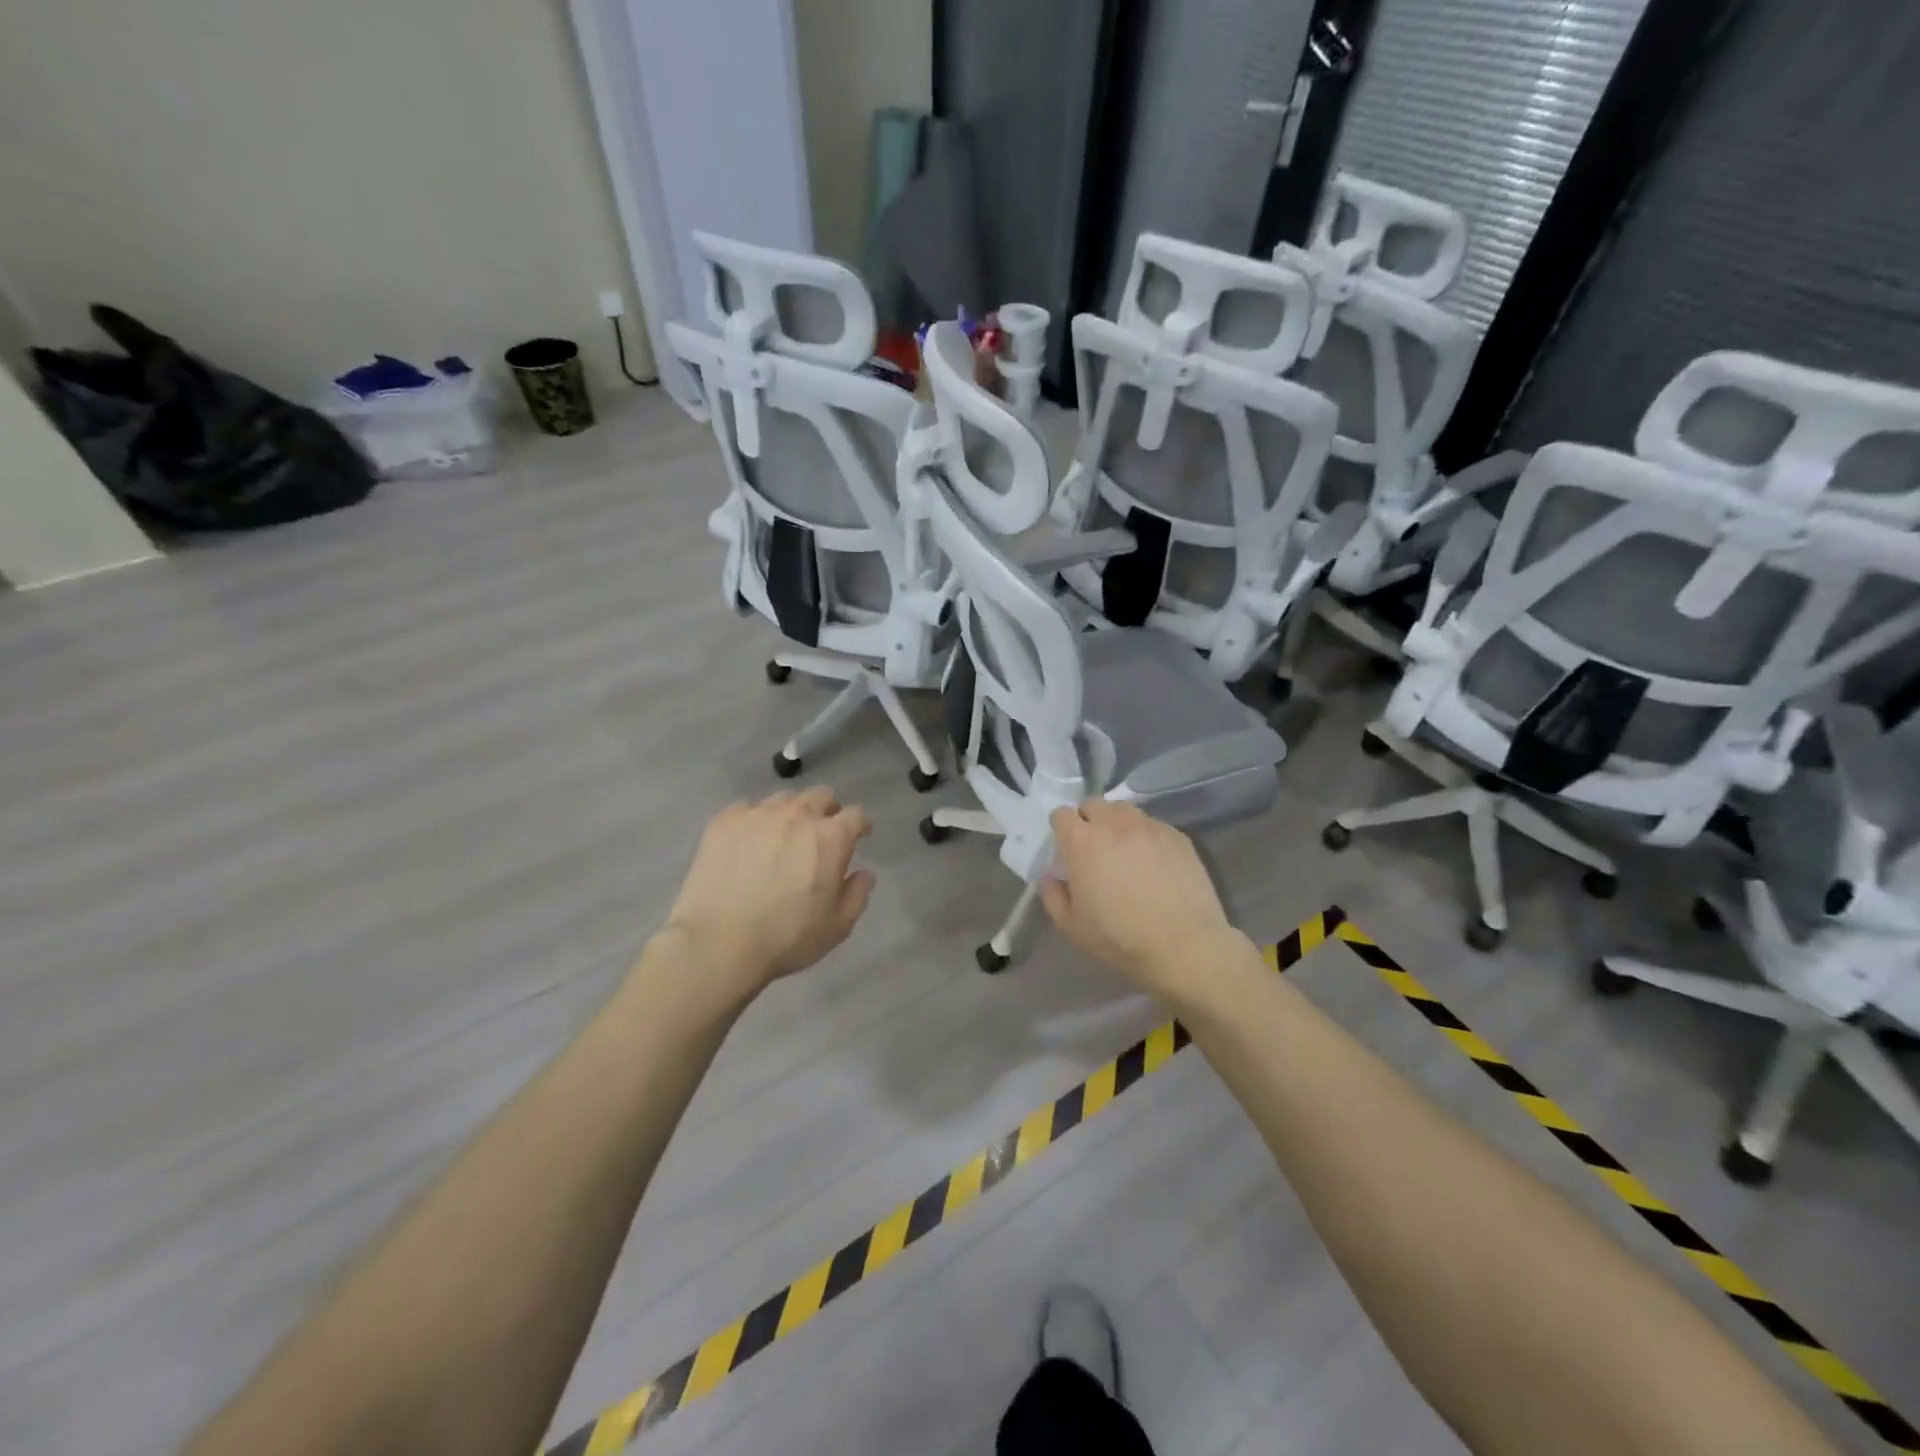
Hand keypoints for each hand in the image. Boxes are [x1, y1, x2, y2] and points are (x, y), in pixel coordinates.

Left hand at [660, 787, 874, 1007]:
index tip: (859, 836)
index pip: (855, 815)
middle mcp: (798, 814)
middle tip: (821, 833)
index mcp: (831, 837)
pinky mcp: (725, 821)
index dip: (860, 825)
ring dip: (791, 812)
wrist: (718, 943)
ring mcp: (759, 814)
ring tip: (782, 835)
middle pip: (821, 795)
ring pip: (784, 798)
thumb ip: (857, 894)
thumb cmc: (786, 938)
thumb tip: (863, 873)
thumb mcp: (837, 926)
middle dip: (827, 810)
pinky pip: (747, 808)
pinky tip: (748, 841)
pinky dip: (755, 819)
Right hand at [1039, 801, 1245, 1001]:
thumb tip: (1050, 877)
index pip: (1062, 814)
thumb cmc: (1120, 939)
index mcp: (1083, 842)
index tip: (1065, 846)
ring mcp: (1149, 827)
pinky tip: (1153, 862)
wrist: (1184, 946)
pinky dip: (1145, 836)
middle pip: (1093, 804)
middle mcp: (1114, 824)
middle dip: (1088, 820)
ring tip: (1123, 849)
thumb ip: (1053, 897)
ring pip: (1124, 811)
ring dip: (1116, 823)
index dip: (1061, 828)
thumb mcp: (1072, 927)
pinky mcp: (1177, 836)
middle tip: (1093, 847)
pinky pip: (1153, 825)